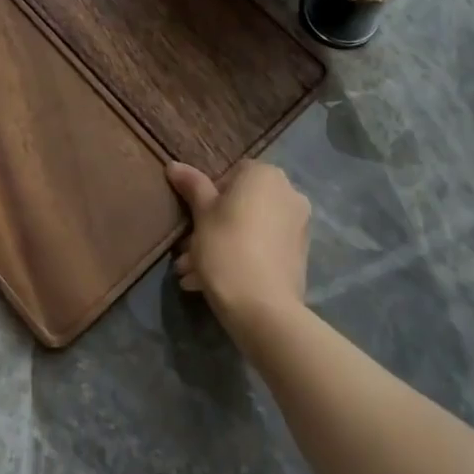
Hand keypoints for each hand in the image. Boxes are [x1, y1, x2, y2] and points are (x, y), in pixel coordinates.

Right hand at [167, 160, 310, 335]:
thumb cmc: (227, 248)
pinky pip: (263, 248)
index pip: (231, 174)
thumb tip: (174, 165)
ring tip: (193, 276)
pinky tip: (213, 282)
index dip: (209, 196)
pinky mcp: (299, 256)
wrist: (264, 308)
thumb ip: (191, 185)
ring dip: (222, 246)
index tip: (194, 220)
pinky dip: (242, 258)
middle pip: (241, 205)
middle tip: (187, 252)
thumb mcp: (202, 214)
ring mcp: (298, 225)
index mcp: (266, 175)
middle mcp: (288, 193)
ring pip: (250, 229)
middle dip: (212, 227)